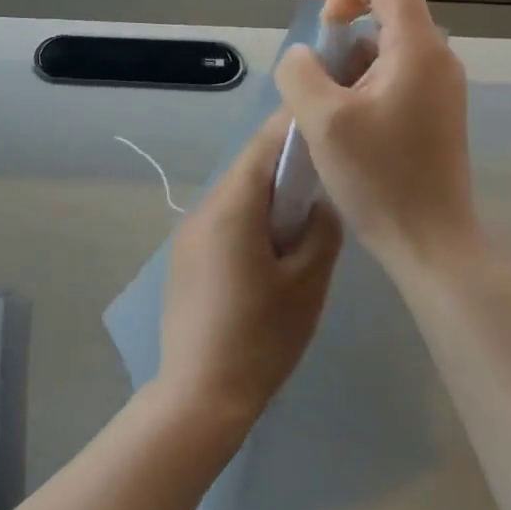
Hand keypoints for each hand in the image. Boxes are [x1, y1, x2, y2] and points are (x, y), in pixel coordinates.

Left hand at [159, 111, 341, 434]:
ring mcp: (189, 235)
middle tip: (325, 171)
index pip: (265, 146)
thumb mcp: (307, 283)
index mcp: (233, 207)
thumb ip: (321, 230)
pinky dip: (250, 218)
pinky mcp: (185, 259)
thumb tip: (319, 202)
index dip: (293, 125)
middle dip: (285, 163)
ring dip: (268, 194)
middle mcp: (204, 209)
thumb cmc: (260, 337)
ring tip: (304, 212)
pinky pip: (223, 221)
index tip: (323, 115)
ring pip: (236, 195)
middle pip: (249, 168)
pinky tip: (272, 246)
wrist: (199, 394)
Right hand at [273, 0, 480, 272]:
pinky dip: (358, 79)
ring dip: (344, 56)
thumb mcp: (323, 120)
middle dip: (339, 17)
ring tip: (316, 100)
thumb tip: (304, 56)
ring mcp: (437, 85)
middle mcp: (435, 56)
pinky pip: (391, 73)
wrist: (429, 242)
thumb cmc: (379, 178)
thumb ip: (301, 71)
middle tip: (306, 53)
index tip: (314, 12)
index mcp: (417, 47)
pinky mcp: (432, 110)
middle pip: (387, 5)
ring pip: (384, 44)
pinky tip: (336, 116)